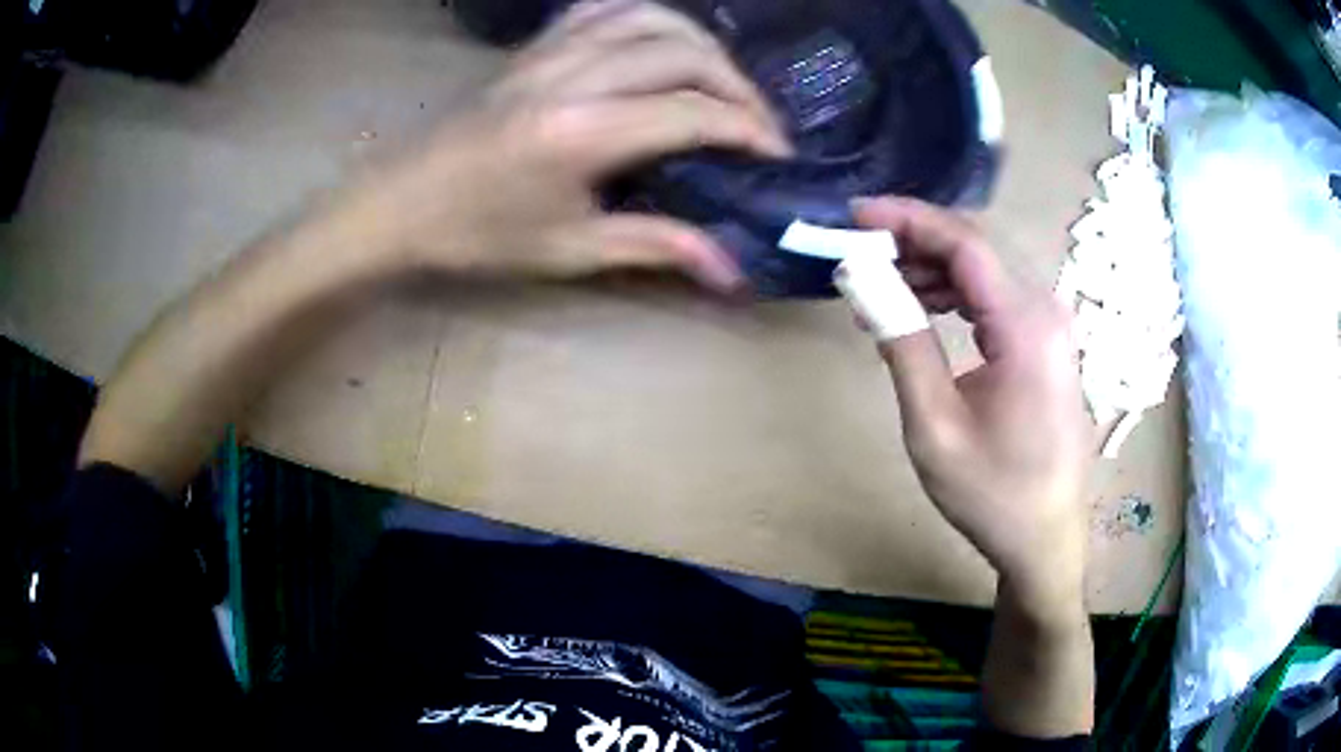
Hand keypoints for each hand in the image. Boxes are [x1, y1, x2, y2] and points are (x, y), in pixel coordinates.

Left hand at [349, 0, 789, 291]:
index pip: (692, 112)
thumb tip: (730, 270)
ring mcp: (551, 52)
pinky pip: (604, 8)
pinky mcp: (534, 46)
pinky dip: (647, 18)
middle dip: (738, 87)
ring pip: (652, 18)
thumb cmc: (476, 235)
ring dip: (701, 45)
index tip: (777, 155)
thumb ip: (655, 246)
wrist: (400, 204)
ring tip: (721, 80)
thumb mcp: (569, 250)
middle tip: (757, 124)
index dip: (748, 130)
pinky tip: (660, 43)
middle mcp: (574, 76)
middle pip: (685, 54)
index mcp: (582, 132)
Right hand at [854, 197, 1093, 609]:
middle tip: (860, 250)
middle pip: (979, 247)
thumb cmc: (992, 493)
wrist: (1045, 538)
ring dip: (934, 267)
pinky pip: (998, 297)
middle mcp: (1047, 311)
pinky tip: (923, 309)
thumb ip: (902, 344)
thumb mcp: (934, 426)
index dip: (909, 219)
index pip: (966, 243)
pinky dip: (957, 293)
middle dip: (917, 238)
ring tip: (881, 286)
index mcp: (1026, 327)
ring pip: (988, 269)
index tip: (857, 215)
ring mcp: (1052, 326)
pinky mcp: (1048, 343)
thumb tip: (860, 281)